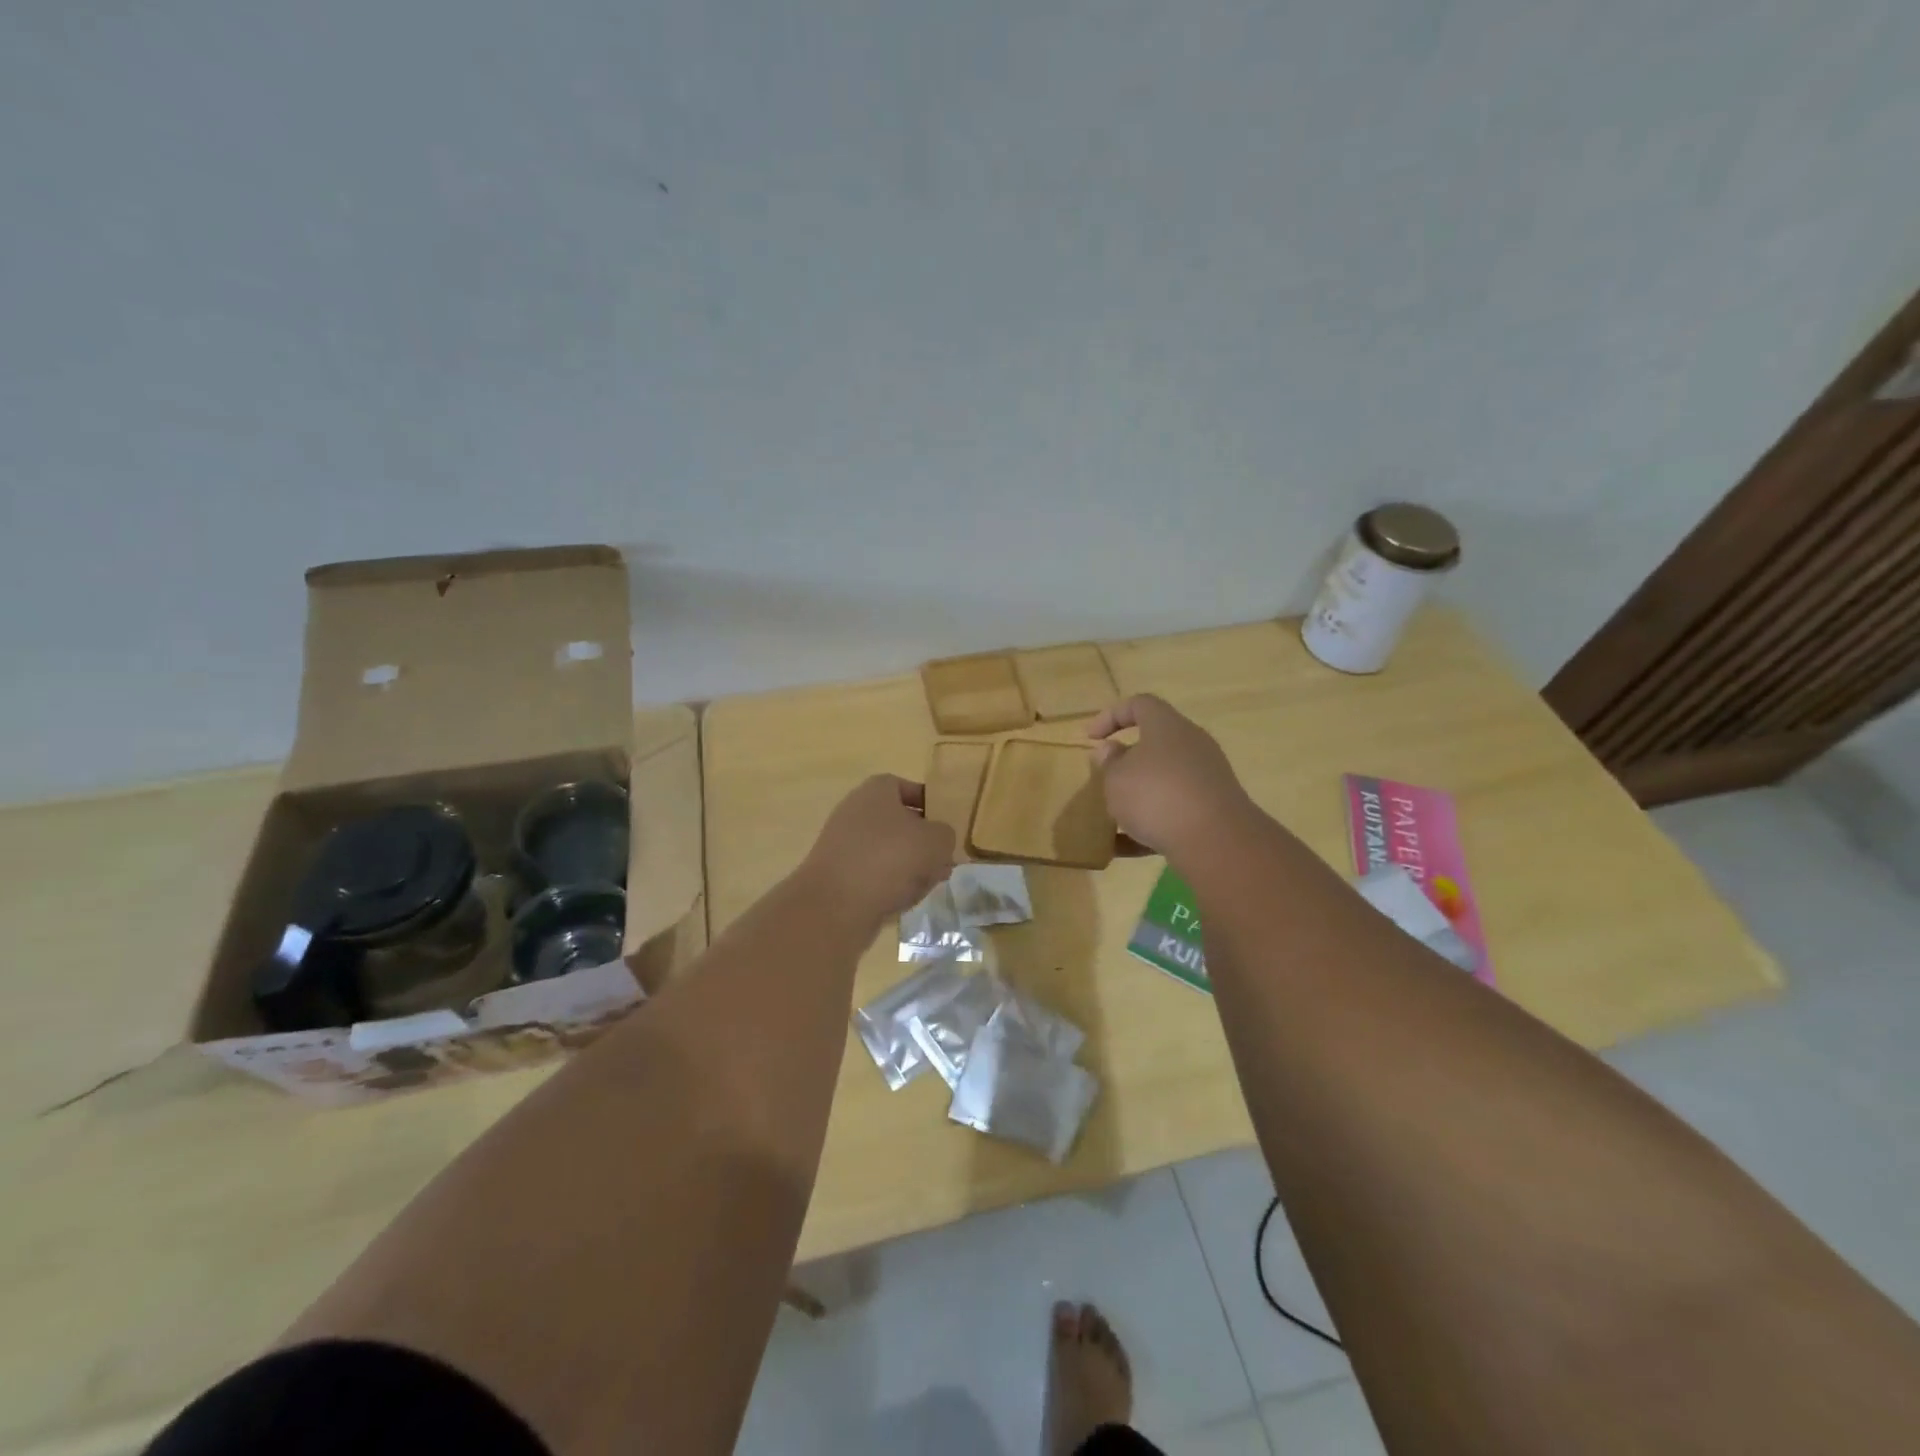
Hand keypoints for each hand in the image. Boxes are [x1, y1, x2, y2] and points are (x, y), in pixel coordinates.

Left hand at [801, 775, 955, 923]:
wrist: (836, 904)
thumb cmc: (890, 858)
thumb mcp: (936, 841)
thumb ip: (946, 835)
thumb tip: (939, 841)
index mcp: (876, 790)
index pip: (907, 787)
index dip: (929, 804)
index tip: (946, 825)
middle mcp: (855, 811)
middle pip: (898, 822)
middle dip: (922, 842)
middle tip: (943, 860)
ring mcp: (843, 843)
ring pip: (887, 851)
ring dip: (909, 866)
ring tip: (929, 884)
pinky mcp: (838, 874)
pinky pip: (872, 874)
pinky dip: (889, 884)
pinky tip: (904, 900)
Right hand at [1088, 694, 1254, 856]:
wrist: (1215, 841)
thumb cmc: (1156, 796)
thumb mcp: (1116, 778)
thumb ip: (1110, 763)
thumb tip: (1112, 750)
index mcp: (1167, 726)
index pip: (1140, 705)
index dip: (1111, 716)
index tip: (1090, 738)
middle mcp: (1191, 745)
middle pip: (1155, 743)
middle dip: (1127, 761)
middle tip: (1104, 776)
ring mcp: (1205, 778)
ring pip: (1164, 780)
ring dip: (1137, 795)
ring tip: (1111, 815)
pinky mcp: (1212, 810)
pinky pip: (1173, 811)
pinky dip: (1149, 825)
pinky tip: (1122, 847)